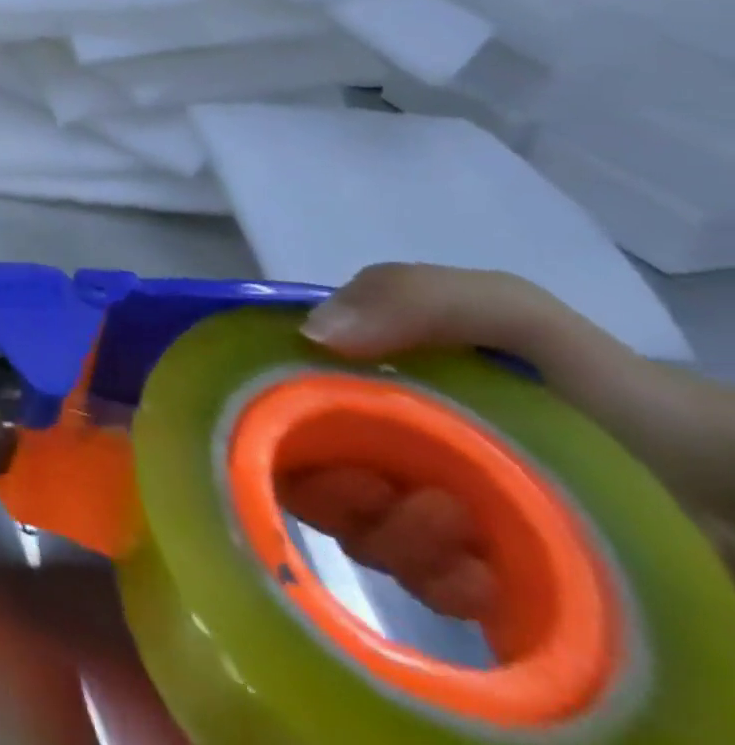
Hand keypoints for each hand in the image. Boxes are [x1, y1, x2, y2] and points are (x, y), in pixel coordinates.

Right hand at [281, 263, 734, 620]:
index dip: (273, 413)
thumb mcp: (516, 316)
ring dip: (388, 535)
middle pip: (306, 467)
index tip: (303, 436)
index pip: (283, 392)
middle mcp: (386, 442)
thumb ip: (418, 296)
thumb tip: (313, 336)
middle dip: (329, 486)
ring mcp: (429, 516)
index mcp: (374, 382)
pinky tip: (480, 578)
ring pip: (356, 531)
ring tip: (459, 532)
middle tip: (384, 492)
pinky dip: (434, 584)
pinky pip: (419, 591)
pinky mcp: (477, 585)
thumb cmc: (613, 399)